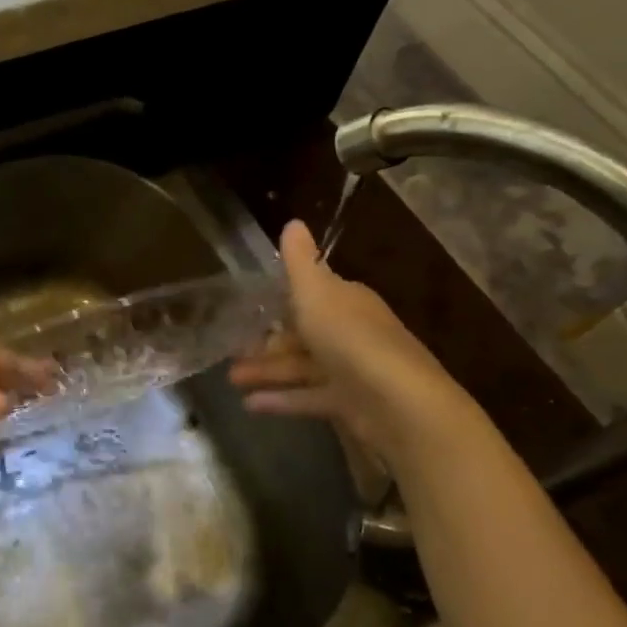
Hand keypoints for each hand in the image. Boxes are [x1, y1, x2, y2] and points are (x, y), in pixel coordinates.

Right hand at [229, 220, 464, 462]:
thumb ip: (299, 261)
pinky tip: (249, 405)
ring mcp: (350, 371)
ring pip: (301, 367)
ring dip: (266, 371)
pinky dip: (280, 399)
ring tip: (231, 379)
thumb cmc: (349, 337)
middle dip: (267, 341)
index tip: (249, 307)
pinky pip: (307, 397)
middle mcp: (350, 333)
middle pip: (303, 335)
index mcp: (346, 301)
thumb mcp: (316, 291)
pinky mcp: (347, 404)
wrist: (396, 400)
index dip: (282, 300)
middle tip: (231, 349)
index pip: (313, 295)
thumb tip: (293, 221)